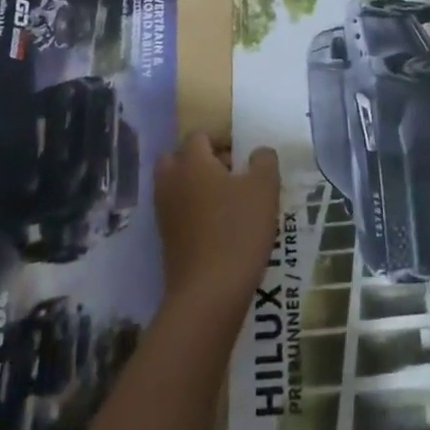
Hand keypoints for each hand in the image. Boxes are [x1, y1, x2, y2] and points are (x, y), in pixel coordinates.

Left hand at [155, 132, 279, 316]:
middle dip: (201, 159)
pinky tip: (220, 226)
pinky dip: (193, 210)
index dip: (221, 138)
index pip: (198, 135)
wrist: (208, 294)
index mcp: (192, 162)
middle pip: (178, 158)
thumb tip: (258, 152)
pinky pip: (178, 211)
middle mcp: (172, 182)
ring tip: (229, 201)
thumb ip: (264, 161)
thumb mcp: (264, 189)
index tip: (243, 154)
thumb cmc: (238, 231)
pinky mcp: (166, 240)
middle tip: (230, 173)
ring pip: (176, 185)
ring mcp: (165, 212)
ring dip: (197, 185)